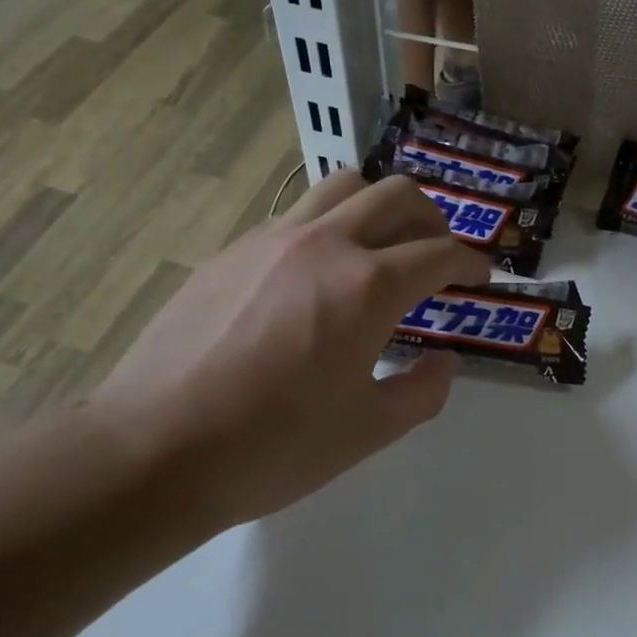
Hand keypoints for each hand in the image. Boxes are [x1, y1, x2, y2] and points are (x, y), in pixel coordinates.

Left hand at [93, 170, 489, 534]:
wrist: (156, 448)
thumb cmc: (274, 446)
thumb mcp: (368, 430)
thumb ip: (422, 391)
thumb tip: (445, 361)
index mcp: (367, 287)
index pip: (439, 253)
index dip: (470, 262)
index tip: (480, 275)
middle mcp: (324, 245)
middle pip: (396, 195)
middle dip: (432, 218)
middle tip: (438, 253)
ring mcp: (271, 240)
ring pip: (341, 187)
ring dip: (377, 206)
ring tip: (381, 246)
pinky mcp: (231, 251)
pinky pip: (295, 217)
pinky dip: (327, 229)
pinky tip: (316, 276)